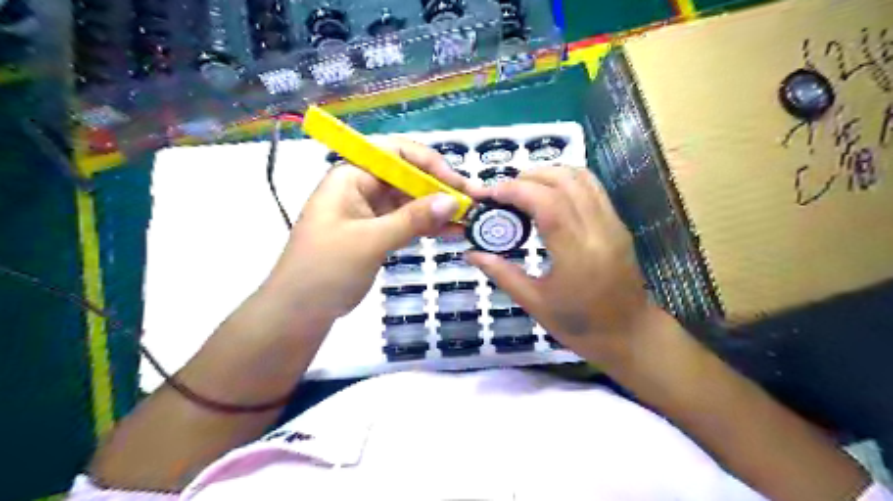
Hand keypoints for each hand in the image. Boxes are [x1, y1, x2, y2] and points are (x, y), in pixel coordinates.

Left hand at [263, 140, 480, 322]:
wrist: (299, 311)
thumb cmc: (326, 269)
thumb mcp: (371, 241)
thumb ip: (413, 219)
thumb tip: (453, 200)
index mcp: (351, 176)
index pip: (396, 154)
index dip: (429, 163)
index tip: (457, 183)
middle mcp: (361, 187)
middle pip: (407, 176)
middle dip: (439, 188)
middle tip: (472, 204)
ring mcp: (369, 210)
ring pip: (410, 200)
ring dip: (437, 208)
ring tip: (469, 219)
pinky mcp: (375, 232)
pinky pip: (406, 221)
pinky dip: (427, 225)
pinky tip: (452, 231)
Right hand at [468, 167, 653, 362]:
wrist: (629, 333)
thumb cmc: (579, 325)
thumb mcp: (534, 304)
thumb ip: (501, 274)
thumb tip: (471, 253)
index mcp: (576, 254)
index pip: (548, 203)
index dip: (516, 190)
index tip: (491, 194)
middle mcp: (598, 230)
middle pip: (565, 181)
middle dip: (529, 177)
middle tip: (503, 192)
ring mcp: (612, 224)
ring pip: (582, 177)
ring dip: (549, 173)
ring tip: (524, 188)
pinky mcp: (618, 223)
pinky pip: (592, 187)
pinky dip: (566, 180)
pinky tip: (549, 194)